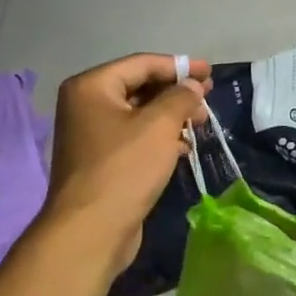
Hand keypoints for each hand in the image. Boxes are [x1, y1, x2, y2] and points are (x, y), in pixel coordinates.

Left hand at [42, 54, 210, 270]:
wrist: (91, 231)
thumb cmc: (124, 169)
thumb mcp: (159, 126)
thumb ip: (180, 98)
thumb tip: (193, 86)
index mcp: (91, 87)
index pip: (141, 64)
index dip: (179, 66)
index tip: (210, 72)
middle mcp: (86, 105)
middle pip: (139, 87)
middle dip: (176, 92)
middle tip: (208, 99)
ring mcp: (91, 135)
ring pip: (139, 115)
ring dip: (171, 117)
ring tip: (201, 124)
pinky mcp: (101, 162)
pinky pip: (135, 139)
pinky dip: (159, 138)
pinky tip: (183, 148)